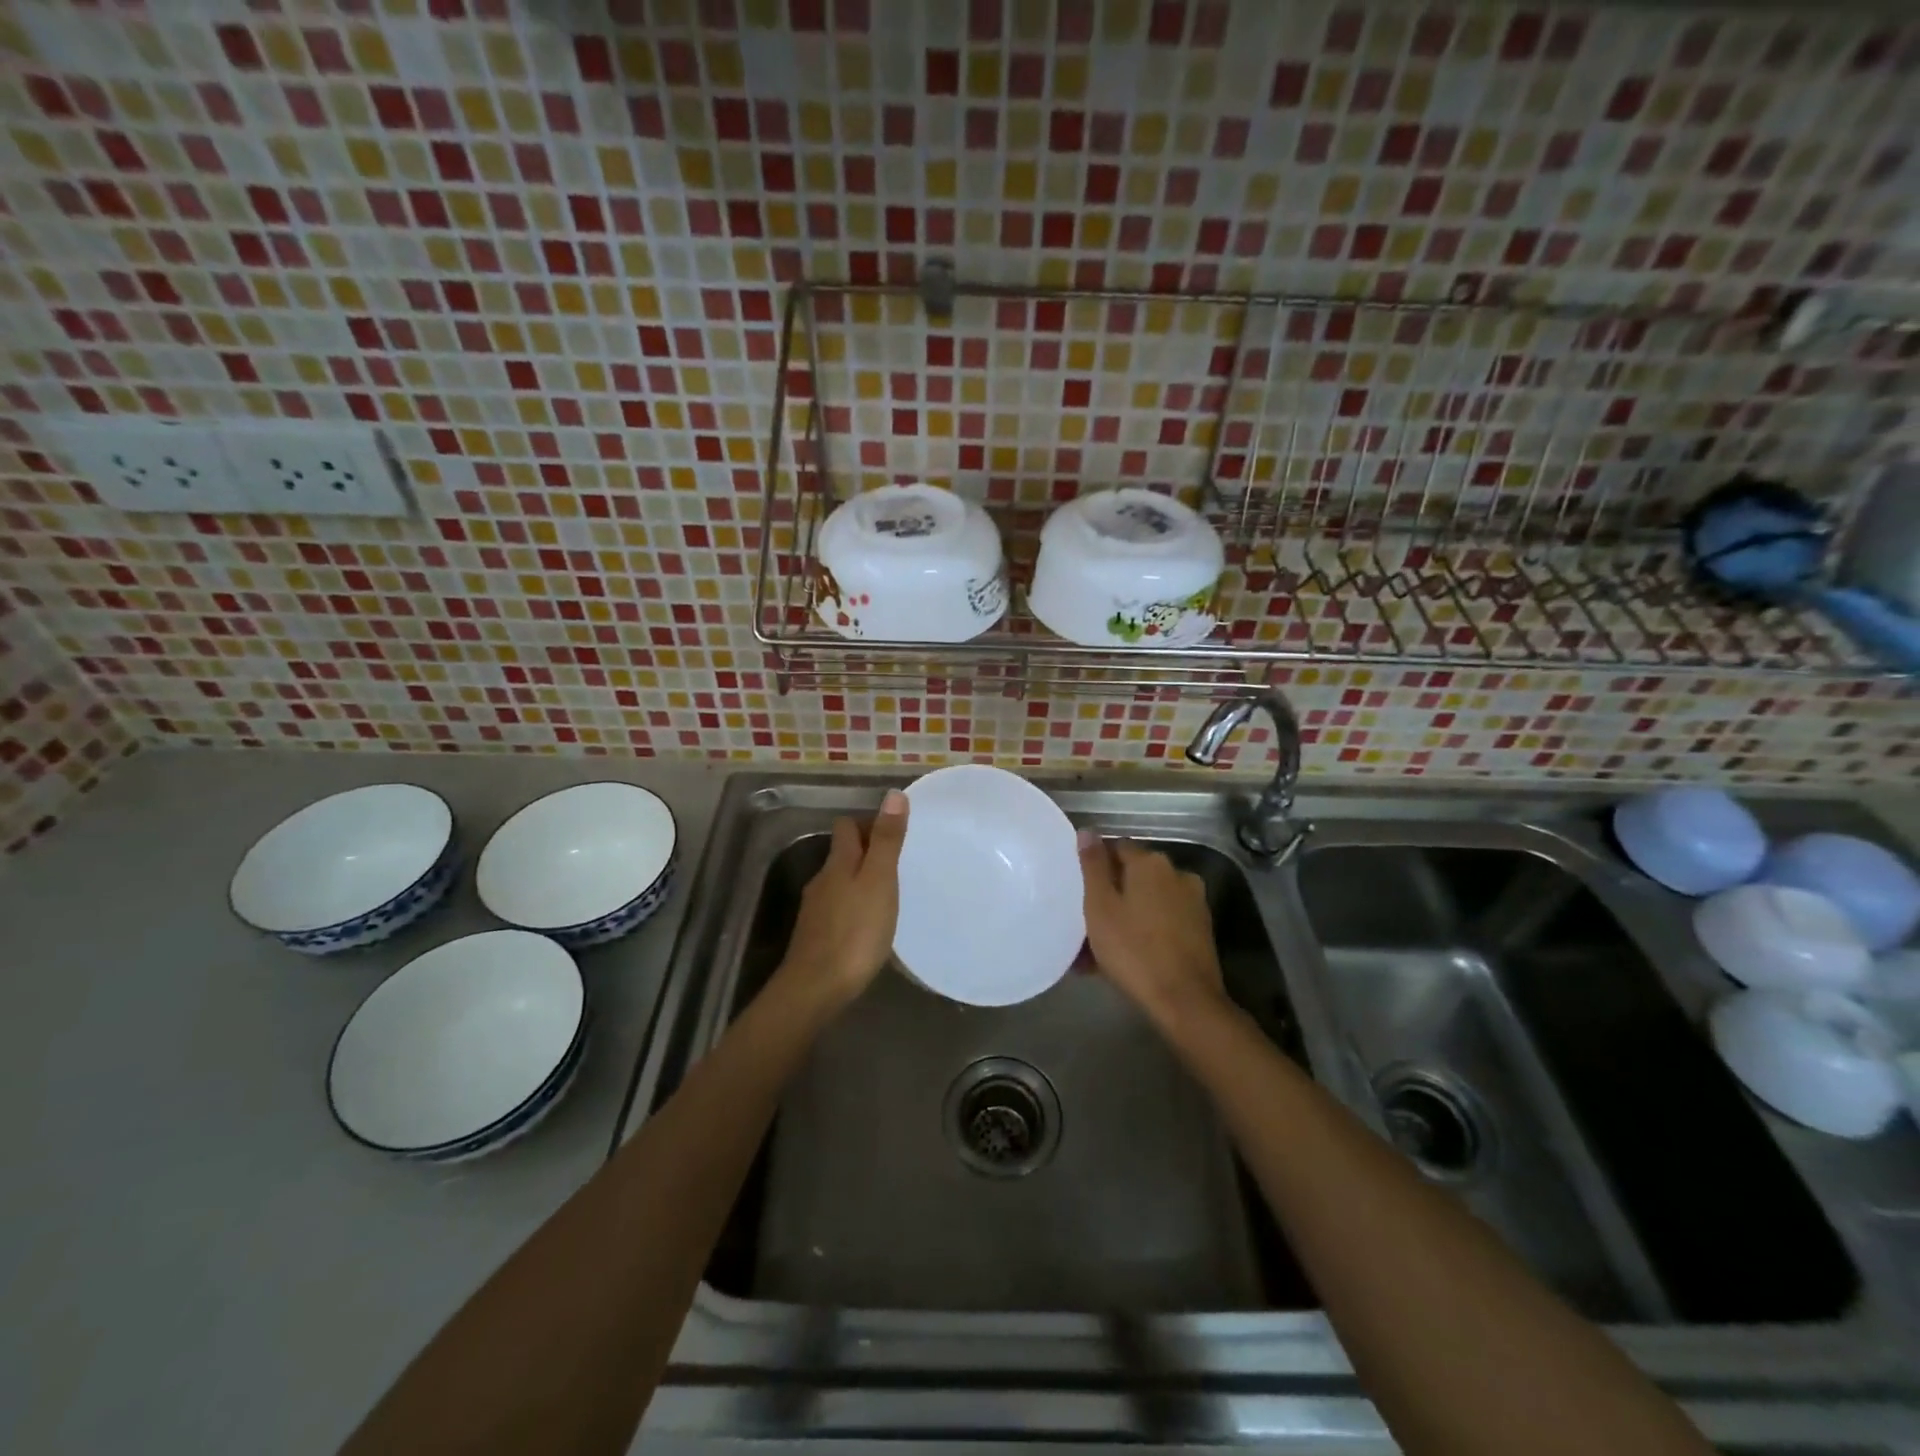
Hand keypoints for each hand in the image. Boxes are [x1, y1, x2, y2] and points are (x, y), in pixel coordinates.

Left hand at [779, 790, 909, 1007]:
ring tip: (888, 891)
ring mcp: (816, 908)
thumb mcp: (879, 881)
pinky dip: (853, 905)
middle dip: (866, 851)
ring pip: (839, 881)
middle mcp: (822, 879)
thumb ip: (886, 840)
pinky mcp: (816, 935)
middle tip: (897, 860)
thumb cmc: (856, 931)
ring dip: (860, 879)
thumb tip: (893, 794)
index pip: (847, 826)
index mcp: (839, 862)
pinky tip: (869, 922)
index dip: (867, 822)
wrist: (816, 987)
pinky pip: (838, 908)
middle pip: (842, 853)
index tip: (893, 830)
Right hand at [1079, 832, 1229, 1031]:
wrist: (1185, 1001)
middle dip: (1110, 895)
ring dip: (1124, 917)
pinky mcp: (1200, 930)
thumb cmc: (1133, 950)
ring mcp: (1193, 903)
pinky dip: (1142, 932)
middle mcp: (1177, 875)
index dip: (1096, 865)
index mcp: (1151, 863)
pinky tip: (1124, 957)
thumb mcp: (1100, 906)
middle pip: (1134, 876)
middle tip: (1084, 922)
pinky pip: (1161, 922)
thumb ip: (1093, 866)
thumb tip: (1088, 831)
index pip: (1116, 847)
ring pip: (1147, 902)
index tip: (1078, 888)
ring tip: (1098, 948)